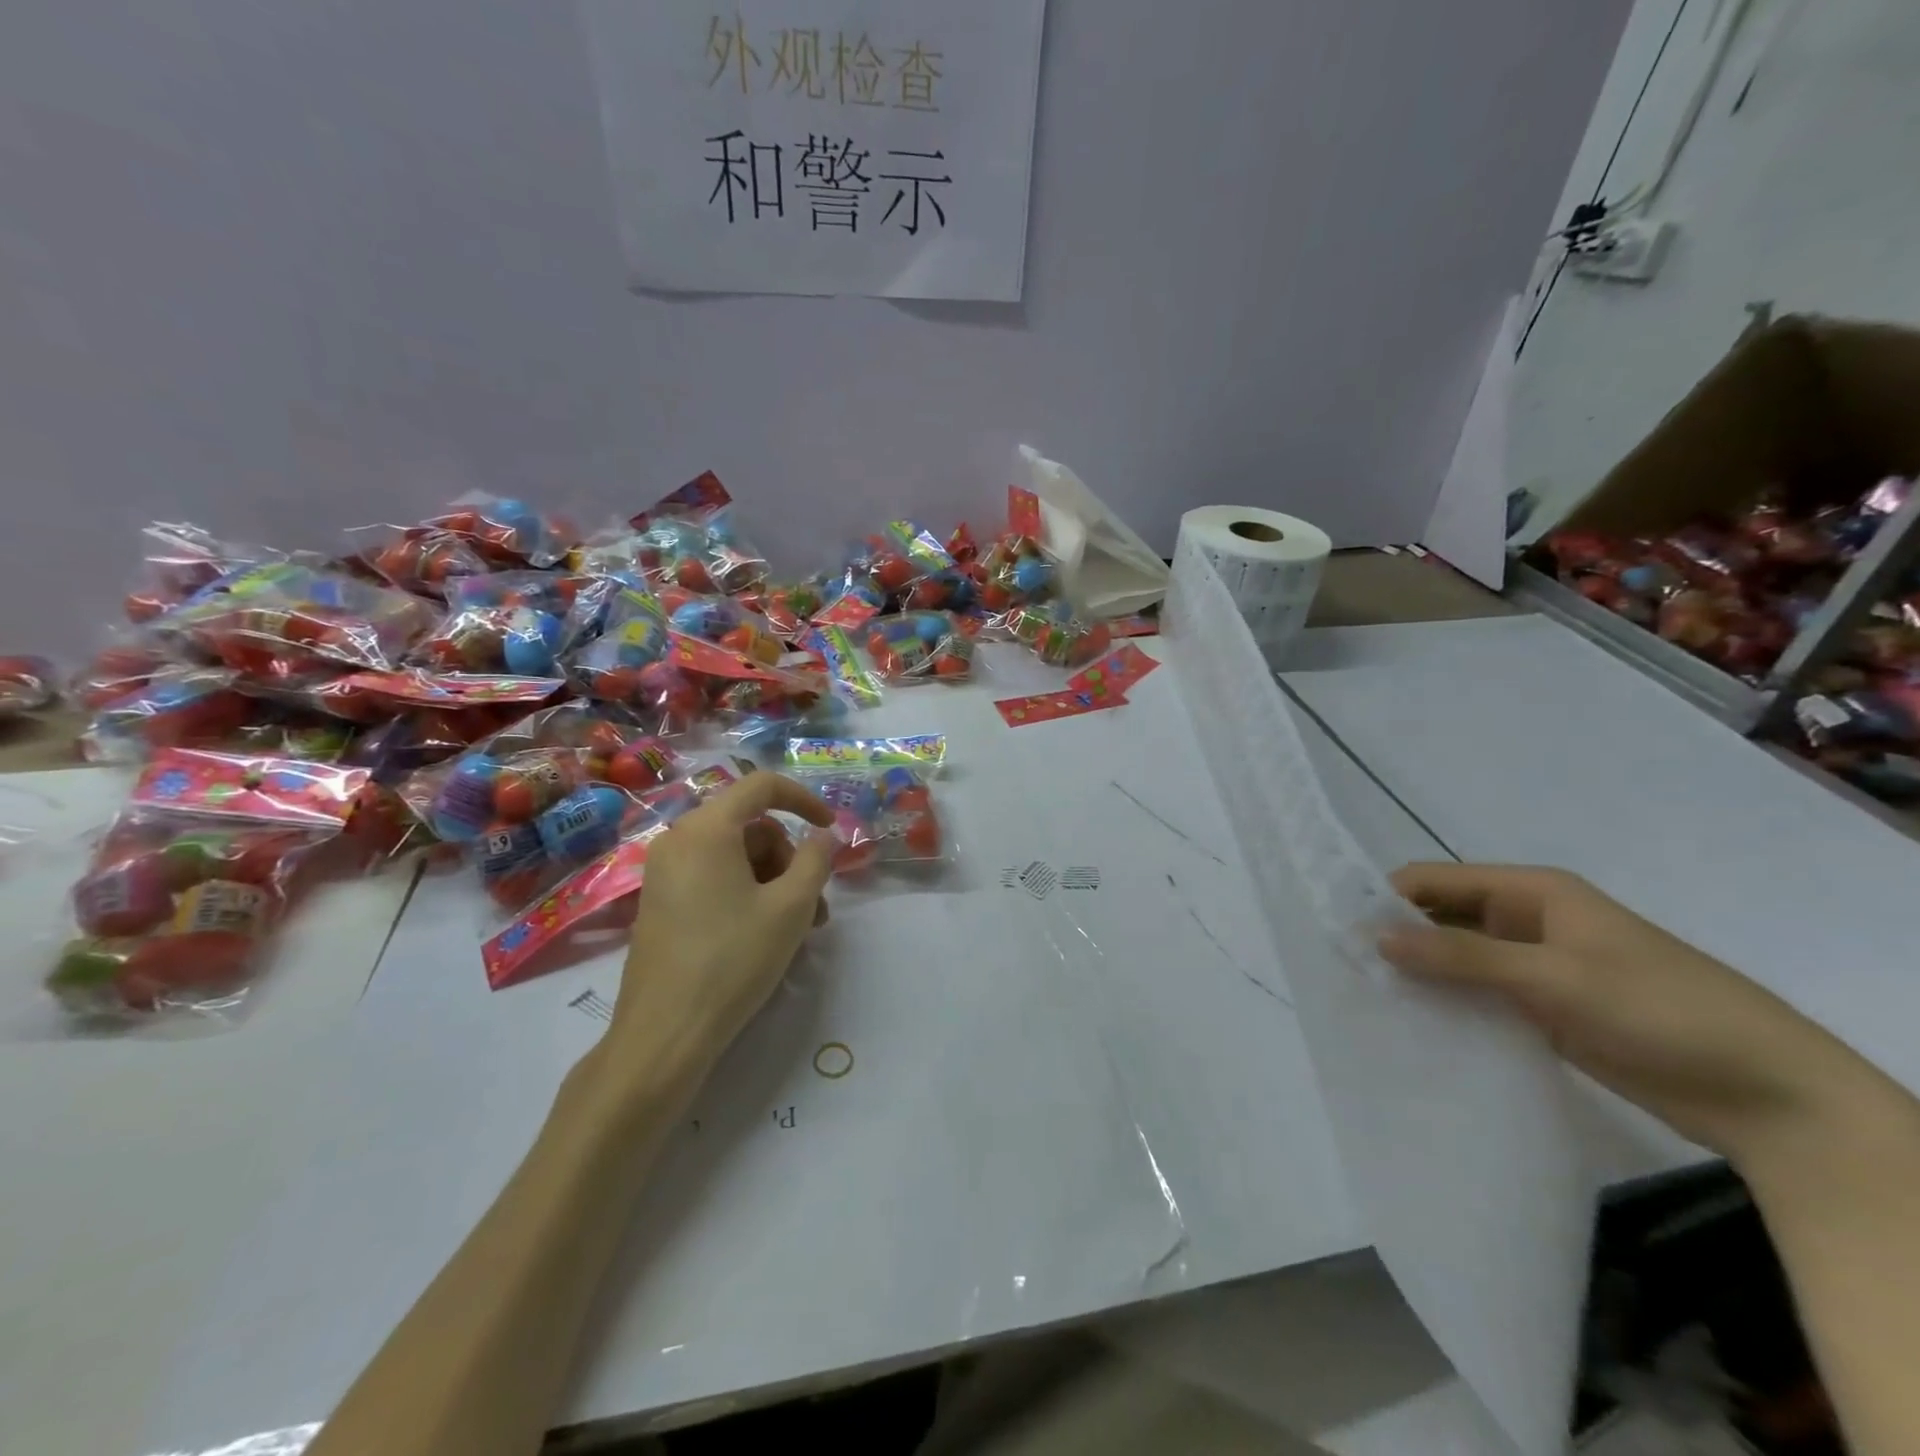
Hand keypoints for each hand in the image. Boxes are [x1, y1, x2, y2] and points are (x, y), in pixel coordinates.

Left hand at [604, 774, 834, 1080]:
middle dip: (789, 857)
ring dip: (774, 881)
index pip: (761, 786)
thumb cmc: (733, 959)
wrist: (666, 1033)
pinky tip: (767, 933)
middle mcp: (678, 840)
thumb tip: (825, 835)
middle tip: (815, 903)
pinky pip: (714, 878)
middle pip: (750, 827)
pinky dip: (747, 893)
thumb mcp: (791, 906)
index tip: (830, 829)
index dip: (804, 799)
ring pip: (735, 856)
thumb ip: (816, 859)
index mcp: (706, 829)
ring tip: (800, 928)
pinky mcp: (661, 903)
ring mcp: (664, 873)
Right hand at [1378, 863, 1873, 1166]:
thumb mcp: (1555, 977)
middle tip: (1344, 968)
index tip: (1339, 929)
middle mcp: (1526, 921)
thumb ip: (1462, 956)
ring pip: (1456, 958)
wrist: (1767, 1093)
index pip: (1434, 880)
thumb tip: (1374, 936)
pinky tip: (1413, 1022)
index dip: (1386, 899)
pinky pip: (1479, 995)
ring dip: (1420, 973)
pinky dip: (1448, 1002)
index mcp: (1531, 892)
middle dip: (1397, 937)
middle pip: (1441, 917)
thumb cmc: (1660, 1010)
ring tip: (1366, 995)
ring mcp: (1535, 966)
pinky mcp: (1543, 1008)